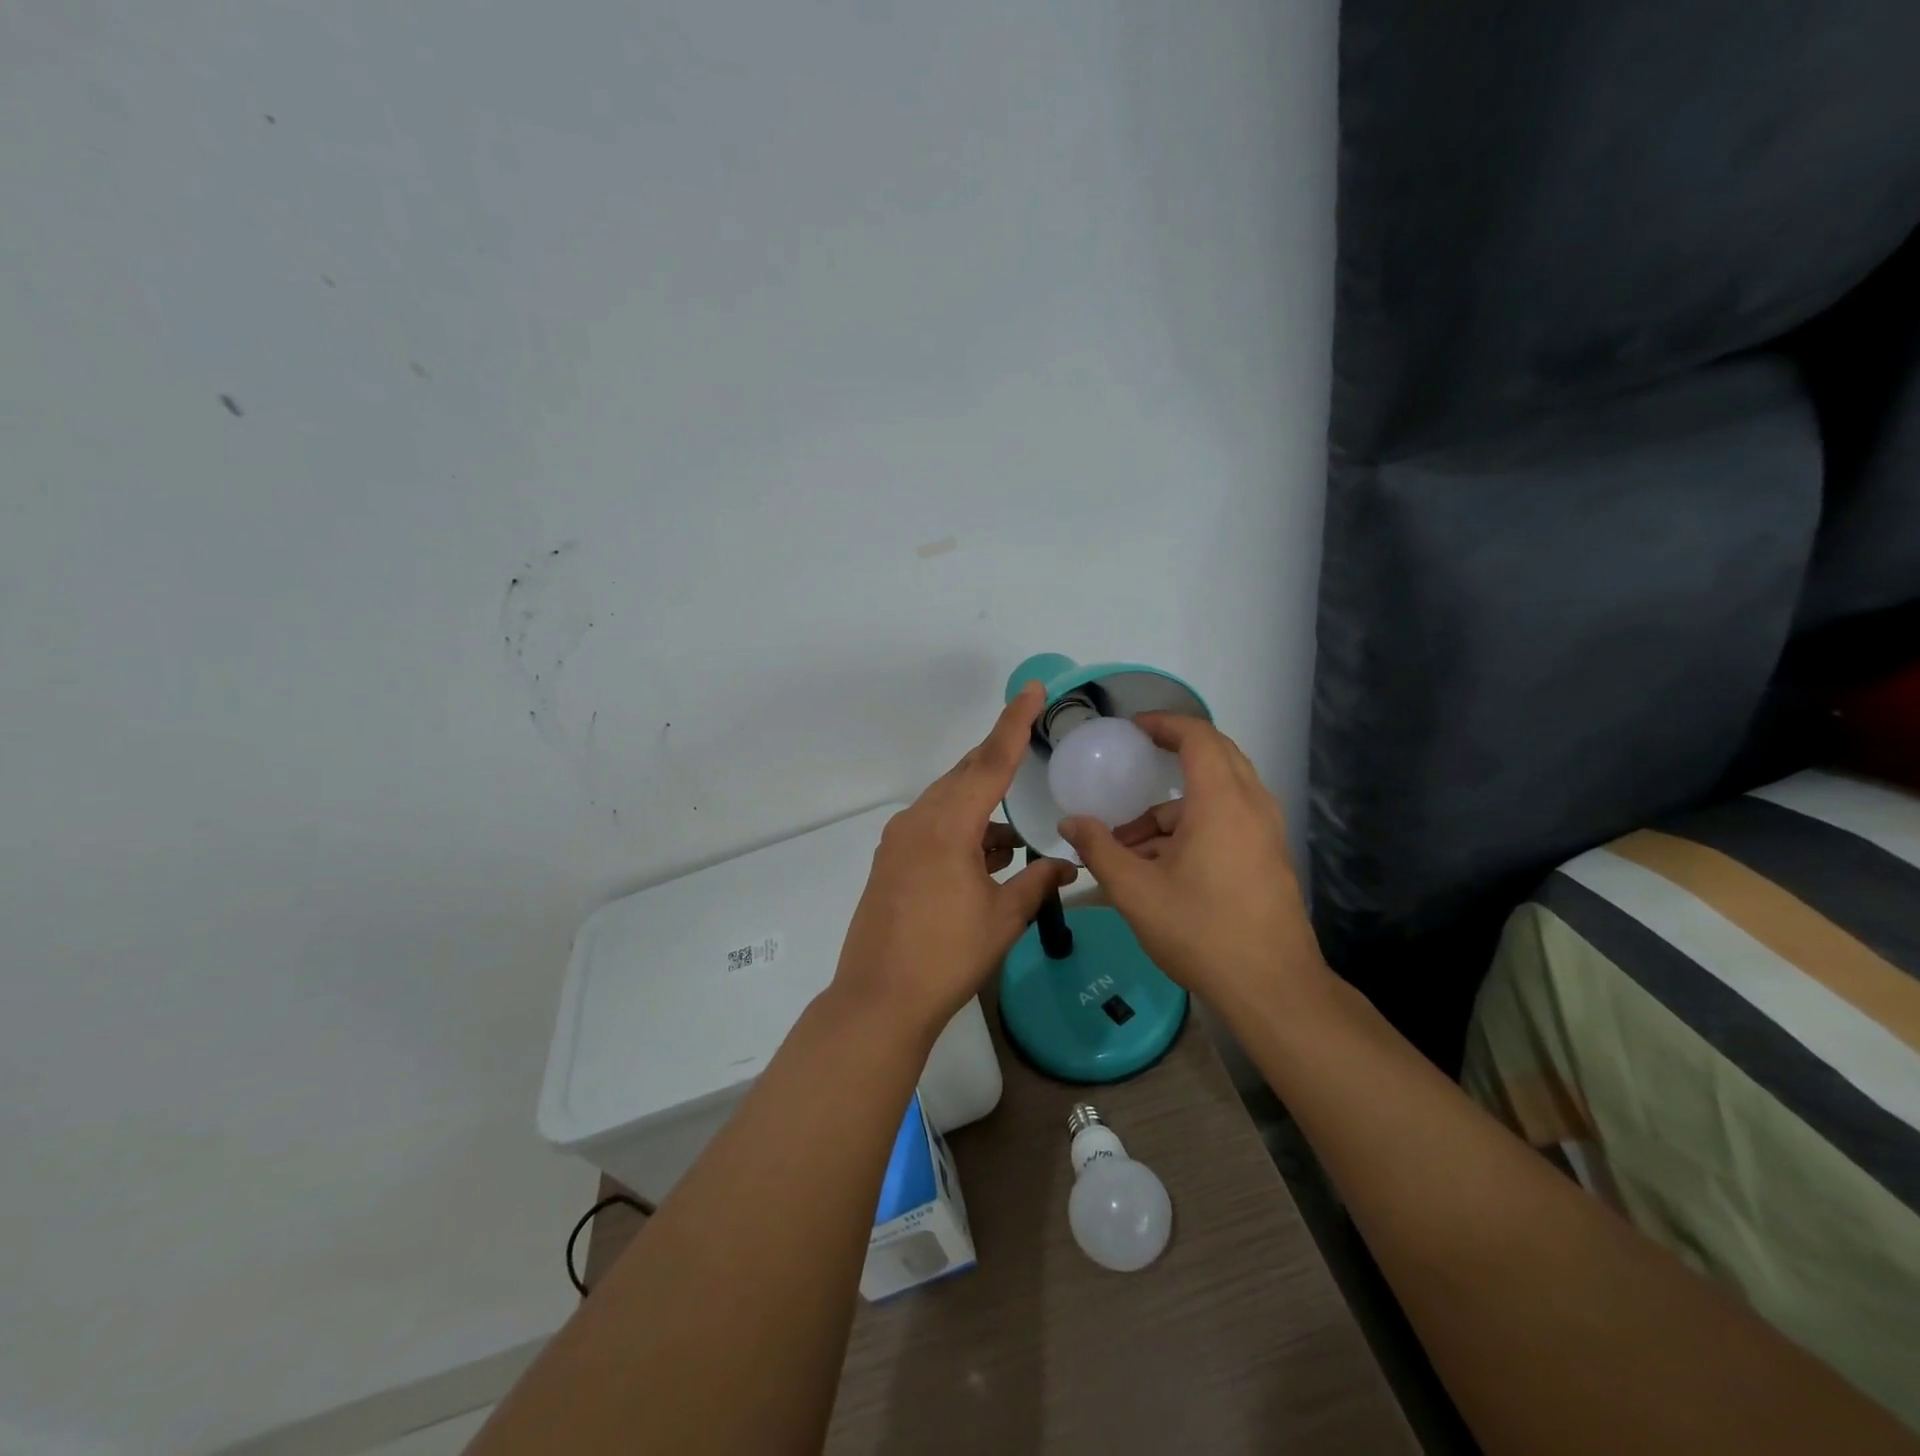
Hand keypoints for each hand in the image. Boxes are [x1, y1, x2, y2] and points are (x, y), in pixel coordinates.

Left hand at [831, 683, 1077, 1040]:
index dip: (1015, 723)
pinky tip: (986, 857)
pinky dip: (962, 830)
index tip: (1032, 690)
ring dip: (982, 807)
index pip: (990, 762)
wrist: (880, 999)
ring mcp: (899, 840)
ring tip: (1013, 838)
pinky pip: (933, 826)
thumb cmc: (947, 957)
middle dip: (998, 760)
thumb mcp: (1002, 918)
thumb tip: (1068, 866)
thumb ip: (1038, 883)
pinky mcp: (890, 860)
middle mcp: (918, 821)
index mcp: (948, 826)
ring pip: (948, 802)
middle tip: (1028, 745)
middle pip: (965, 775)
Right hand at [1057, 714, 1326, 1012]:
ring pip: (1220, 794)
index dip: (1165, 723)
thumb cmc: (1201, 931)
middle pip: (1216, 756)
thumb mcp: (1136, 891)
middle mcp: (1251, 806)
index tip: (1134, 728)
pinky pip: (1229, 820)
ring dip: (1174, 806)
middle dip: (1173, 754)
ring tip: (1129, 843)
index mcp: (1221, 801)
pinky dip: (1194, 826)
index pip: (1198, 736)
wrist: (1272, 988)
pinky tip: (1159, 865)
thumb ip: (1099, 850)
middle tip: (1136, 761)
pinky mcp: (1269, 857)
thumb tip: (1069, 823)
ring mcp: (1266, 832)